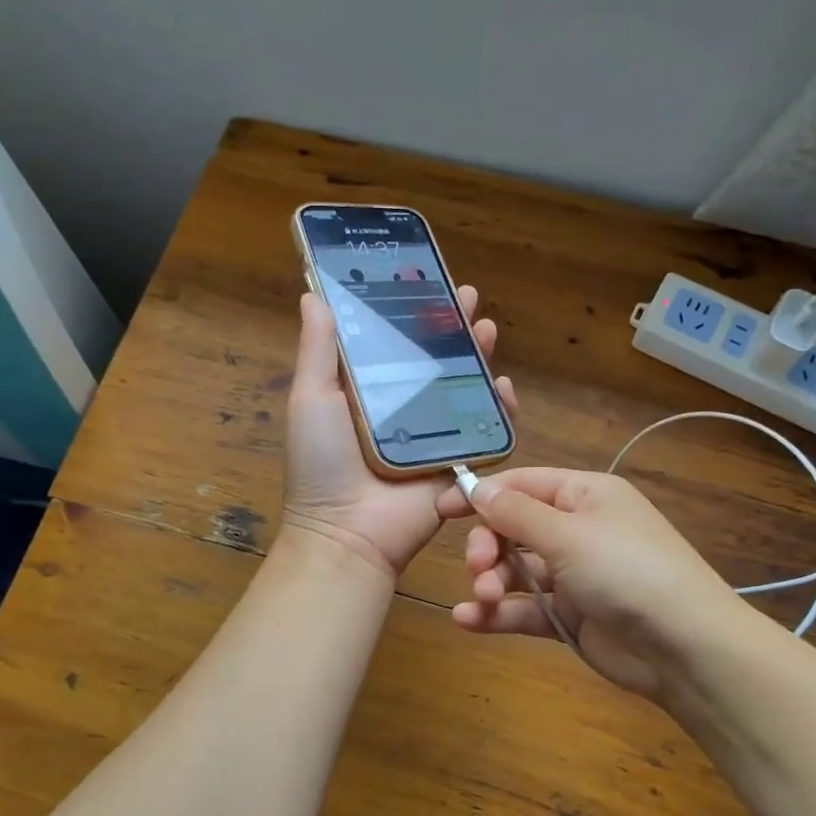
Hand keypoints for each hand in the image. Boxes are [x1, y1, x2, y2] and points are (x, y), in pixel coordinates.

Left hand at [281, 287, 517, 576]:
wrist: (347, 532)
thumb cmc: (323, 464)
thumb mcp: (312, 399)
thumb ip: (318, 349)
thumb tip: (312, 295)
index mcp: (369, 393)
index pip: (395, 344)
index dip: (412, 314)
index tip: (426, 283)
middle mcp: (404, 410)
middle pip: (435, 361)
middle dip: (453, 329)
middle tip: (468, 298)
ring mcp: (434, 436)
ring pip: (464, 389)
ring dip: (479, 358)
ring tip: (488, 329)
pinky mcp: (458, 462)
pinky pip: (486, 431)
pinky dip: (500, 409)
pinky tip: (504, 385)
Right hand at [434, 468, 755, 700]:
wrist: (685, 646)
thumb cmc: (626, 570)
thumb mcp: (568, 533)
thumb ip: (515, 512)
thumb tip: (476, 487)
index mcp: (585, 495)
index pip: (522, 484)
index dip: (481, 494)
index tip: (442, 510)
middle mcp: (578, 530)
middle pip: (514, 528)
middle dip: (488, 546)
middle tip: (477, 567)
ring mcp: (575, 575)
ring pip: (517, 571)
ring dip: (491, 581)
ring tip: (484, 596)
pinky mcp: (571, 617)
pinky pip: (526, 608)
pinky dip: (498, 614)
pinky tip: (468, 621)